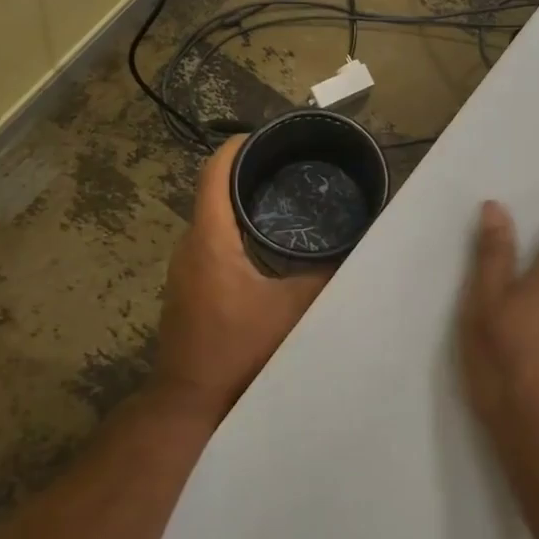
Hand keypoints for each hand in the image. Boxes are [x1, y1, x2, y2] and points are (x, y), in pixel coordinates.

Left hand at [155, 137, 331, 421]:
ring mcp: (183, 269)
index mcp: (211, 240)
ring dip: (239, 202)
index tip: (267, 136)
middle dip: (246, 172)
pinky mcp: (186, 287)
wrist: (189, 402)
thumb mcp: (293, 310)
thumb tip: (355, 249)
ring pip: (210, 218)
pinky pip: (209, 241)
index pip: (214, 173)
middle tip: (289, 167)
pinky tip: (263, 243)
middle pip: (212, 191)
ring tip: (282, 197)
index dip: (237, 147)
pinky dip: (232, 228)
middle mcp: (190, 246)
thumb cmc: (239, 349)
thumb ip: (325, 277)